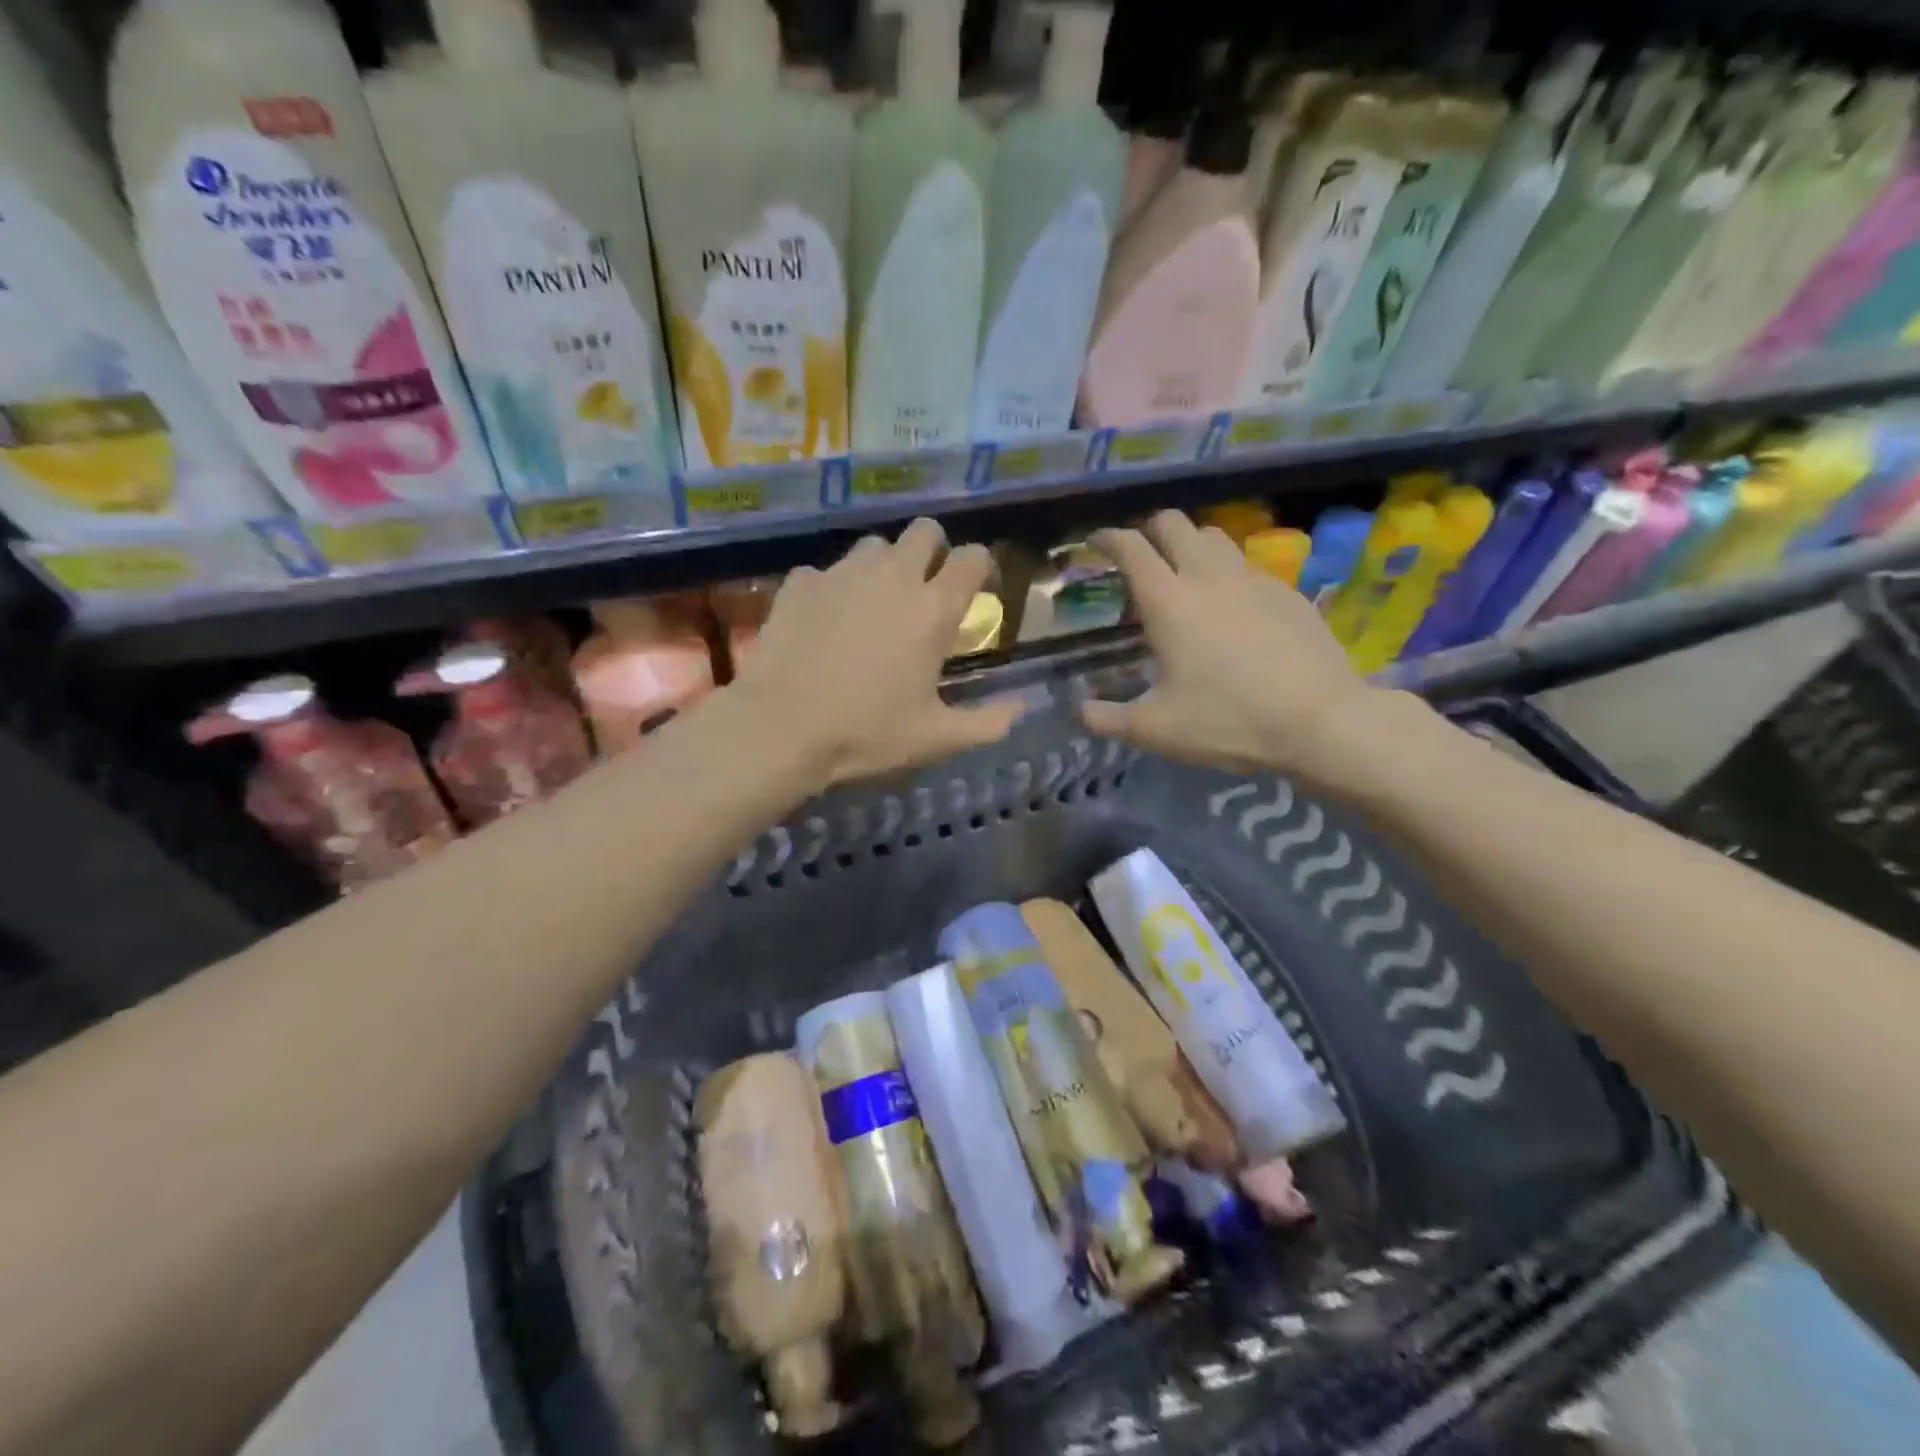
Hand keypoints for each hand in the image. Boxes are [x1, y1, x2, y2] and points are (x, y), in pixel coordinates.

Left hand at [734, 519, 1020, 788]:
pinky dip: (832, 588)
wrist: (781, 727)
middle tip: (927, 589)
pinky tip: (824, 620)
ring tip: (875, 602)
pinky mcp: (800, 583)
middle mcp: (893, 576)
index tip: (979, 589)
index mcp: (933, 609)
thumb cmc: (867, 732)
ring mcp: (842, 574)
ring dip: (884, 565)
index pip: (973, 557)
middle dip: (934, 551)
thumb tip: (1022, 709)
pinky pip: (825, 571)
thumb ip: (987, 722)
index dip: (981, 567)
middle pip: (925, 531)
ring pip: (874, 545)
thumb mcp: (936, 738)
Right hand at [1080, 511, 1384, 784]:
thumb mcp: (1155, 730)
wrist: (1320, 720)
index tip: (1096, 542)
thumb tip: (1081, 713)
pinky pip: (1248, 565)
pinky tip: (1233, 608)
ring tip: (1185, 576)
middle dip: (1151, 530)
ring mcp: (1253, 579)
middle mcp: (1208, 577)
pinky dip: (1228, 572)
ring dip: (1191, 545)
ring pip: (1214, 537)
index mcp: (1168, 602)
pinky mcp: (1287, 592)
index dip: (1108, 539)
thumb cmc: (1227, 720)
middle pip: (1174, 523)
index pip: (1131, 548)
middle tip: (1142, 557)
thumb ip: (1108, 719)